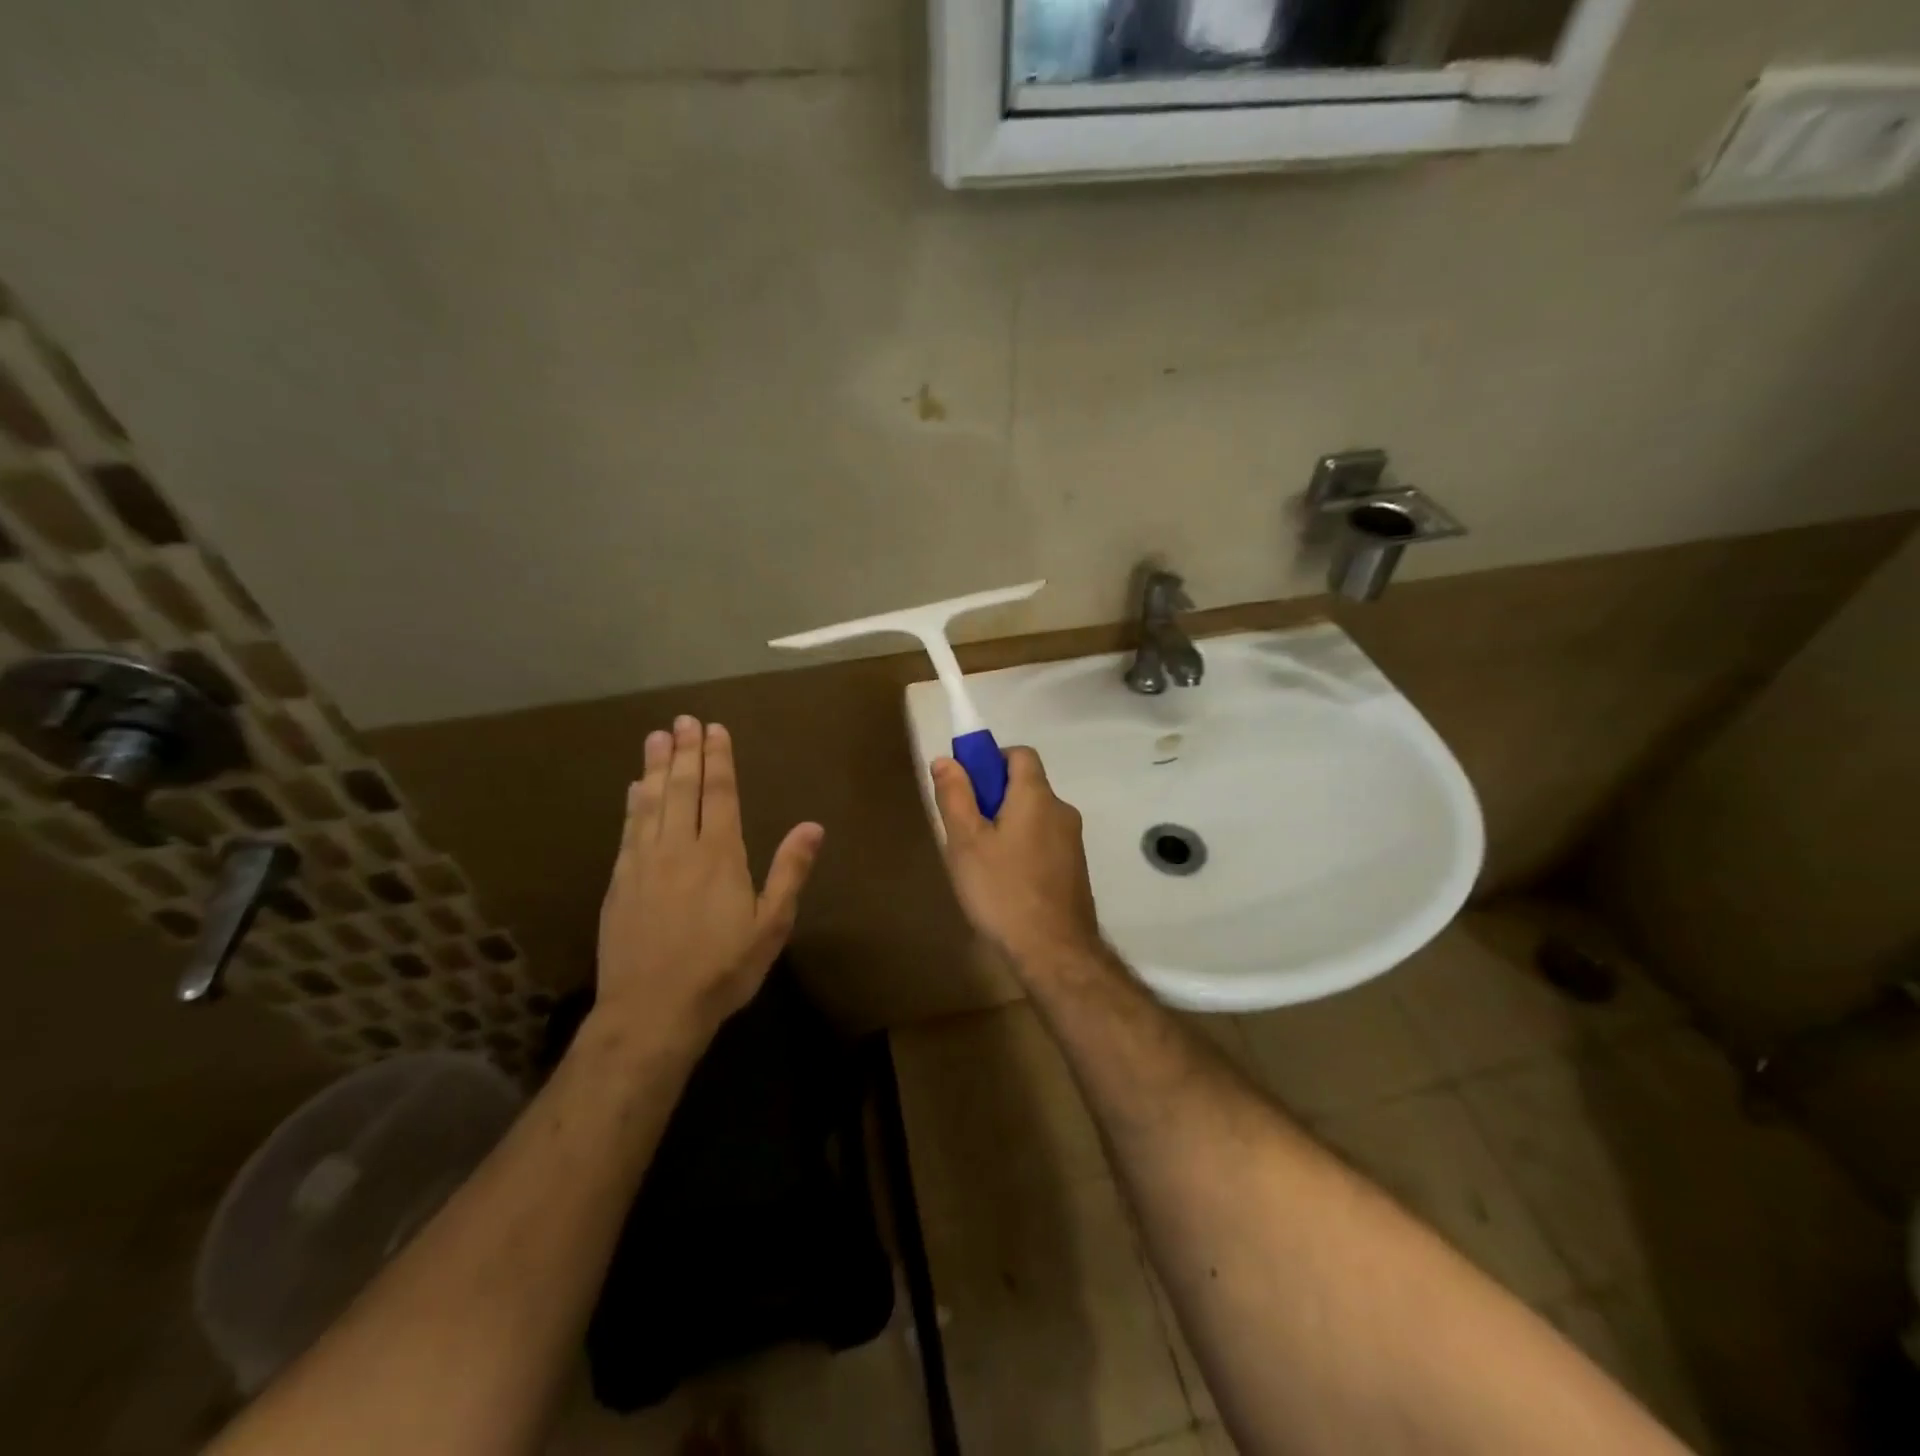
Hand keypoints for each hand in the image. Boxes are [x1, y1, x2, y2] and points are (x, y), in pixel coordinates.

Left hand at [596, 716, 822, 1045]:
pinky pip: (629, 829)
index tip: (715, 729)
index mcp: (720, 856)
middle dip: (686, 752)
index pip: (721, 795)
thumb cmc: (722, 969)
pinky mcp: (621, 882)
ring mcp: (645, 863)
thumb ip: (790, 872)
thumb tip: (813, 826)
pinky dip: (633, 803)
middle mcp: (680, 848)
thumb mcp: (771, 925)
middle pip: (683, 789)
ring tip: (657, 737)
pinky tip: (634, 788)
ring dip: (655, 767)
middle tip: (684, 720)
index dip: (719, 760)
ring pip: (652, 802)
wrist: (652, 1010)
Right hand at [930, 747, 1101, 966]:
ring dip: (1008, 826)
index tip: (967, 786)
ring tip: (981, 863)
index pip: (1020, 754)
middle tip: (965, 830)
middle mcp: (1062, 811)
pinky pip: (1044, 842)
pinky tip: (1005, 883)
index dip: (991, 760)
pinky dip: (1023, 849)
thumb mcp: (966, 842)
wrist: (1054, 951)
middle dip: (994, 798)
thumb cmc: (1003, 890)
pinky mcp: (1075, 869)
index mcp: (1037, 796)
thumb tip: (946, 760)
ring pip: (1034, 817)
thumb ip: (955, 796)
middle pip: (1026, 786)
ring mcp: (1072, 842)